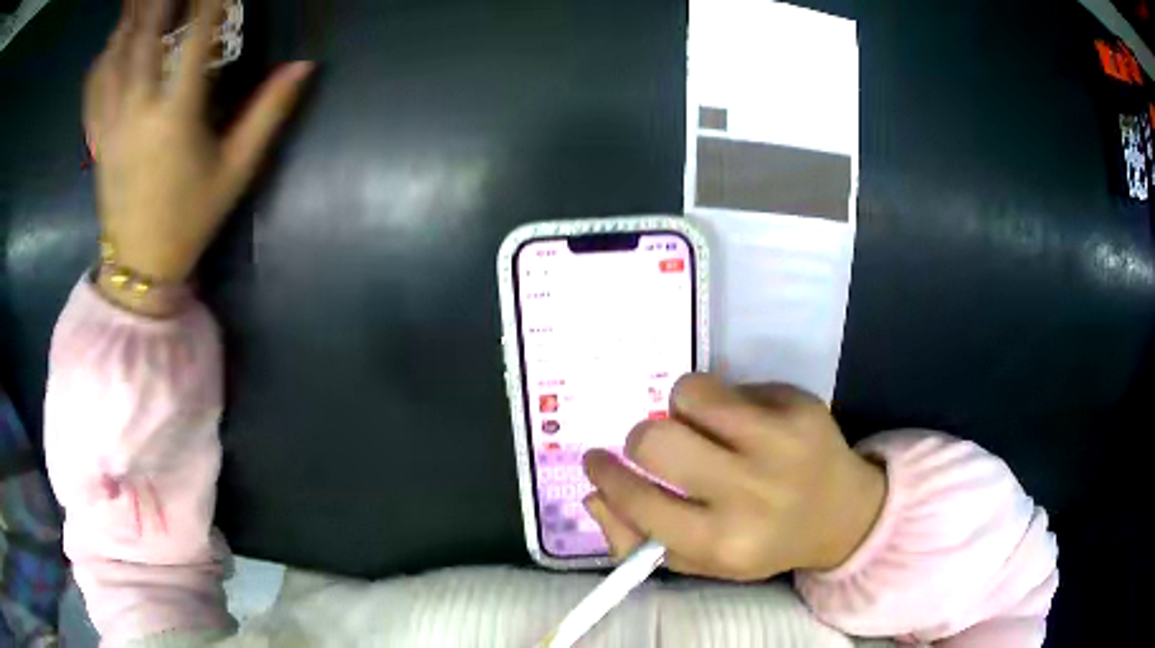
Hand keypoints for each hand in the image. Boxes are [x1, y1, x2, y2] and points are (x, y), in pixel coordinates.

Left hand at [85, 0, 313, 290]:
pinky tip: (110, 44)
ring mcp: (112, 125)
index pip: (194, 41)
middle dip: (159, 2)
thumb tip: (304, 66)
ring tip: (138, 0)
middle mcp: (138, 112)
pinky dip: (101, 61)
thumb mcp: (236, 169)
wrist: (140, 266)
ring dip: (129, 22)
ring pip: (114, 58)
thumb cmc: (190, 218)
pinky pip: (93, 91)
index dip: (209, 4)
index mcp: (176, 117)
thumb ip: (269, 113)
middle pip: (145, 38)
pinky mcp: (97, 139)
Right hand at [583, 374, 885, 581]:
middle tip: (654, 446)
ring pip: (689, 393)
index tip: (596, 460)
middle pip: (656, 440)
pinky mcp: (799, 405)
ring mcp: (780, 442)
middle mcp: (750, 492)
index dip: (608, 476)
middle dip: (641, 440)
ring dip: (680, 409)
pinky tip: (741, 421)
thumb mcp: (702, 562)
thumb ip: (641, 540)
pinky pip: (730, 383)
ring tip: (699, 428)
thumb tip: (595, 496)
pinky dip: (720, 398)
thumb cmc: (763, 542)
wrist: (843, 513)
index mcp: (722, 542)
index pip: (640, 502)